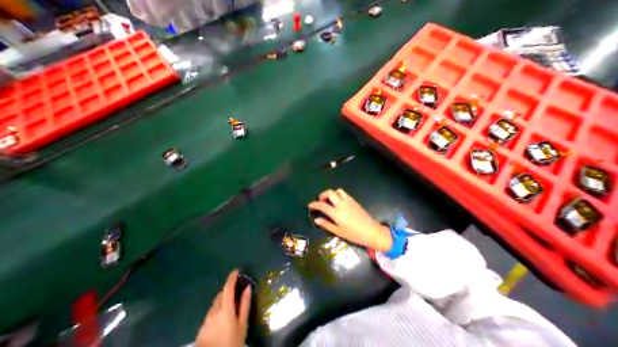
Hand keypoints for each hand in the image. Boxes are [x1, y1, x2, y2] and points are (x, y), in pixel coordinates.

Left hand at [193, 270, 248, 346]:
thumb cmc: (232, 342)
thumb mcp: (242, 324)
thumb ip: (245, 304)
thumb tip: (247, 287)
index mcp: (225, 309)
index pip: (228, 288)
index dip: (232, 278)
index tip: (236, 270)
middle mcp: (213, 312)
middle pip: (220, 295)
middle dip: (228, 291)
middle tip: (237, 292)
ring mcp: (205, 321)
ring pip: (215, 305)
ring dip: (222, 301)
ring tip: (231, 308)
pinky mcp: (201, 330)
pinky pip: (211, 314)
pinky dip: (217, 311)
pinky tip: (222, 321)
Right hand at [308, 189, 389, 251]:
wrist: (372, 232)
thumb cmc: (354, 234)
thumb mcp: (338, 232)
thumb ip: (326, 224)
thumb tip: (316, 219)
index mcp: (337, 213)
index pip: (322, 205)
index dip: (315, 204)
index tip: (310, 205)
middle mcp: (342, 204)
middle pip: (330, 193)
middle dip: (323, 194)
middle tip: (321, 201)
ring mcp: (349, 201)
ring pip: (338, 191)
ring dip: (332, 193)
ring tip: (330, 200)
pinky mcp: (354, 201)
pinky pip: (344, 194)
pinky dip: (339, 195)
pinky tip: (339, 202)